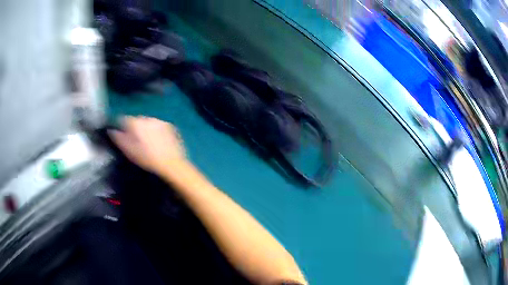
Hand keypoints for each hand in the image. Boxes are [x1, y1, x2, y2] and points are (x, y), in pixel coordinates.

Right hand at [109, 116, 186, 175]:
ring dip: (145, 129)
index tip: (121, 136)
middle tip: (135, 141)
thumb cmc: (147, 159)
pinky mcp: (170, 126)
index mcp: (136, 122)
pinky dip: (156, 131)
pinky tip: (158, 142)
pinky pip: (159, 126)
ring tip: (147, 143)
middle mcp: (147, 118)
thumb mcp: (129, 151)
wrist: (172, 163)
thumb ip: (118, 138)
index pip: (123, 119)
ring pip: (148, 122)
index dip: (121, 127)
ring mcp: (160, 121)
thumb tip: (110, 130)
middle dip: (134, 128)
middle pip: (136, 120)